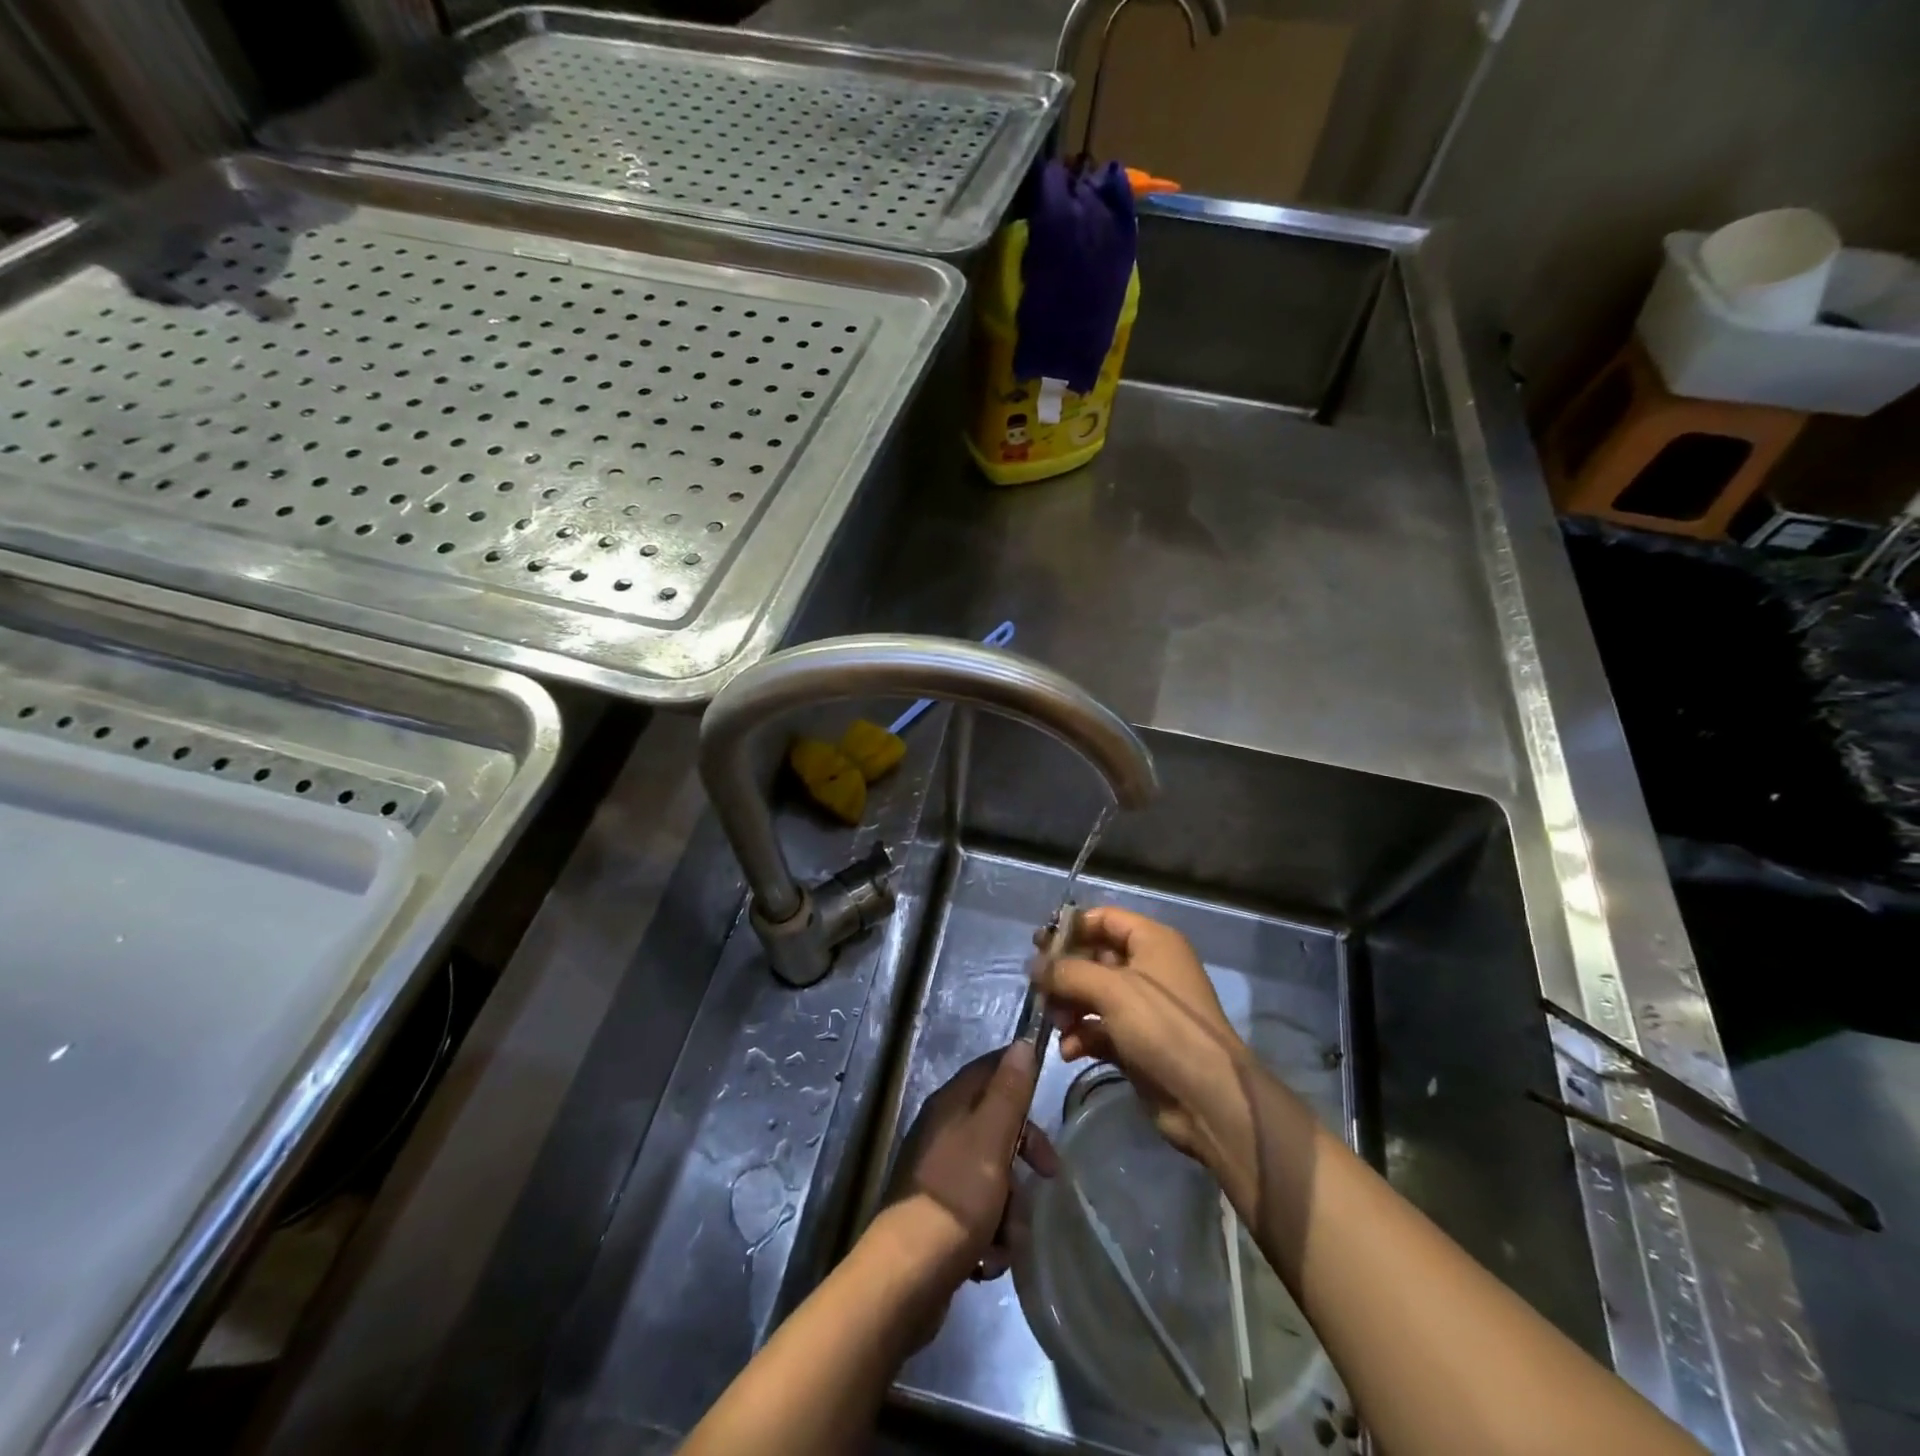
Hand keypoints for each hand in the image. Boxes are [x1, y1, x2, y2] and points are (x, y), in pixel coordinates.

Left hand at [886, 1042, 1057, 1287]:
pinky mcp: (939, 1215)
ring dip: (1010, 1207)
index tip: (1049, 1101)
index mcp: (951, 1104)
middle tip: (1047, 1175)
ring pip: (993, 1175)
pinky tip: (990, 1259)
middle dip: (1025, 1153)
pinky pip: (979, 1213)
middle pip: (997, 1125)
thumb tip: (1021, 1042)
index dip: (1021, 1078)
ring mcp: (939, 1174)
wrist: (907, 1276)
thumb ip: (1009, 1091)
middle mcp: (942, 1131)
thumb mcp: (992, 1137)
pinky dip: (991, 1234)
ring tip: (1009, 1236)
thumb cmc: (956, 1197)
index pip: (990, 1070)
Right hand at [1034, 907, 1258, 1192]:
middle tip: (1038, 988)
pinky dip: (1082, 1036)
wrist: (1208, 1098)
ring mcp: (1144, 1008)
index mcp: (1152, 942)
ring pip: (1093, 995)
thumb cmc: (1162, 1027)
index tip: (1038, 944)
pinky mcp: (1138, 1042)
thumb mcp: (1111, 990)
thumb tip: (1034, 965)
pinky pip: (1100, 1029)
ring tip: (1055, 1023)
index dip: (1072, 927)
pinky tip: (1069, 1051)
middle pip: (1095, 958)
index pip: (1105, 919)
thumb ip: (1067, 972)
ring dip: (1069, 1007)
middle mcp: (1149, 969)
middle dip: (1065, 974)